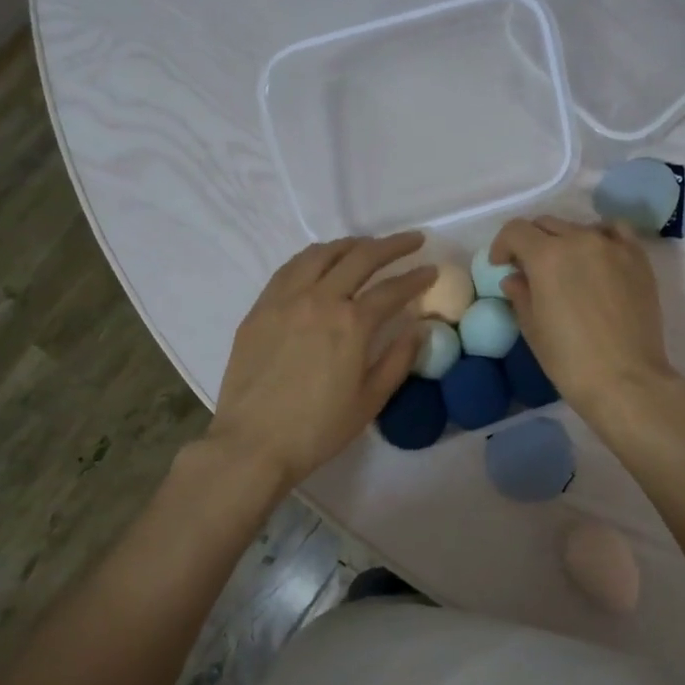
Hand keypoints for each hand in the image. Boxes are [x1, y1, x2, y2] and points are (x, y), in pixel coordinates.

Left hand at [209, 234, 434, 488]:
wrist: (253, 443)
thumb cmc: (318, 429)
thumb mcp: (370, 400)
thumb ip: (398, 359)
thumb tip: (419, 329)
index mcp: (352, 324)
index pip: (392, 289)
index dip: (417, 277)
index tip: (432, 269)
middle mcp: (320, 300)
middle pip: (360, 257)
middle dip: (391, 245)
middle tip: (412, 240)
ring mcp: (285, 299)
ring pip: (321, 254)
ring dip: (350, 244)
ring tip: (366, 245)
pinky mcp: (260, 308)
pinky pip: (290, 268)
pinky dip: (314, 257)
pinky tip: (322, 261)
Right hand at [489, 217, 679, 422]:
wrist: (626, 380)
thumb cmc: (570, 360)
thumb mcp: (533, 329)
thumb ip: (520, 295)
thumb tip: (515, 278)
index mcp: (547, 256)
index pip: (516, 231)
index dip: (503, 245)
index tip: (501, 265)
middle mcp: (580, 240)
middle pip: (547, 224)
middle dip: (531, 242)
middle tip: (529, 269)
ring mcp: (613, 246)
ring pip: (580, 227)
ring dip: (565, 241)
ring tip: (566, 267)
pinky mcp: (638, 259)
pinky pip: (615, 232)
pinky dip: (600, 237)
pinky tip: (598, 258)